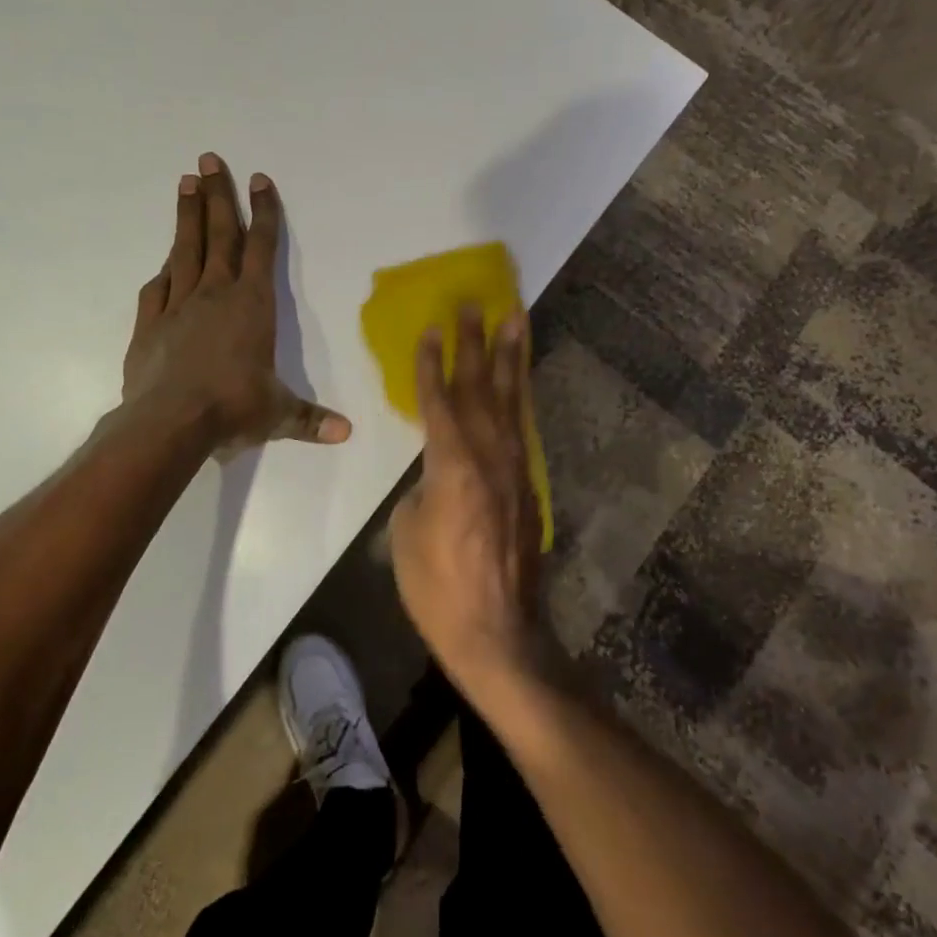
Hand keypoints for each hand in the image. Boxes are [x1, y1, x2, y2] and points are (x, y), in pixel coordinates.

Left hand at [123, 153, 350, 451]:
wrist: (169, 423)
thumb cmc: (233, 408)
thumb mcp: (278, 414)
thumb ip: (310, 420)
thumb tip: (347, 433)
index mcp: (252, 305)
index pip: (262, 247)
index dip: (263, 212)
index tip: (260, 179)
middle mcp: (215, 295)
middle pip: (219, 235)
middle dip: (216, 196)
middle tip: (208, 159)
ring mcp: (177, 306)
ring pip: (184, 251)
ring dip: (187, 216)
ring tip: (184, 182)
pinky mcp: (149, 325)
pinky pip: (157, 289)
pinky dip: (163, 272)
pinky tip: (164, 262)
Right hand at [389, 307, 554, 700]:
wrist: (497, 633)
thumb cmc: (438, 587)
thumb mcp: (406, 533)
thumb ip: (421, 488)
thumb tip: (435, 475)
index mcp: (452, 464)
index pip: (439, 400)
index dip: (433, 362)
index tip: (432, 327)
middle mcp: (489, 456)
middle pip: (481, 387)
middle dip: (476, 342)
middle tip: (476, 302)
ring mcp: (516, 470)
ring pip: (512, 401)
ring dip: (512, 357)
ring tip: (515, 319)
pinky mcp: (529, 487)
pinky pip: (523, 429)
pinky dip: (521, 398)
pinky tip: (520, 382)